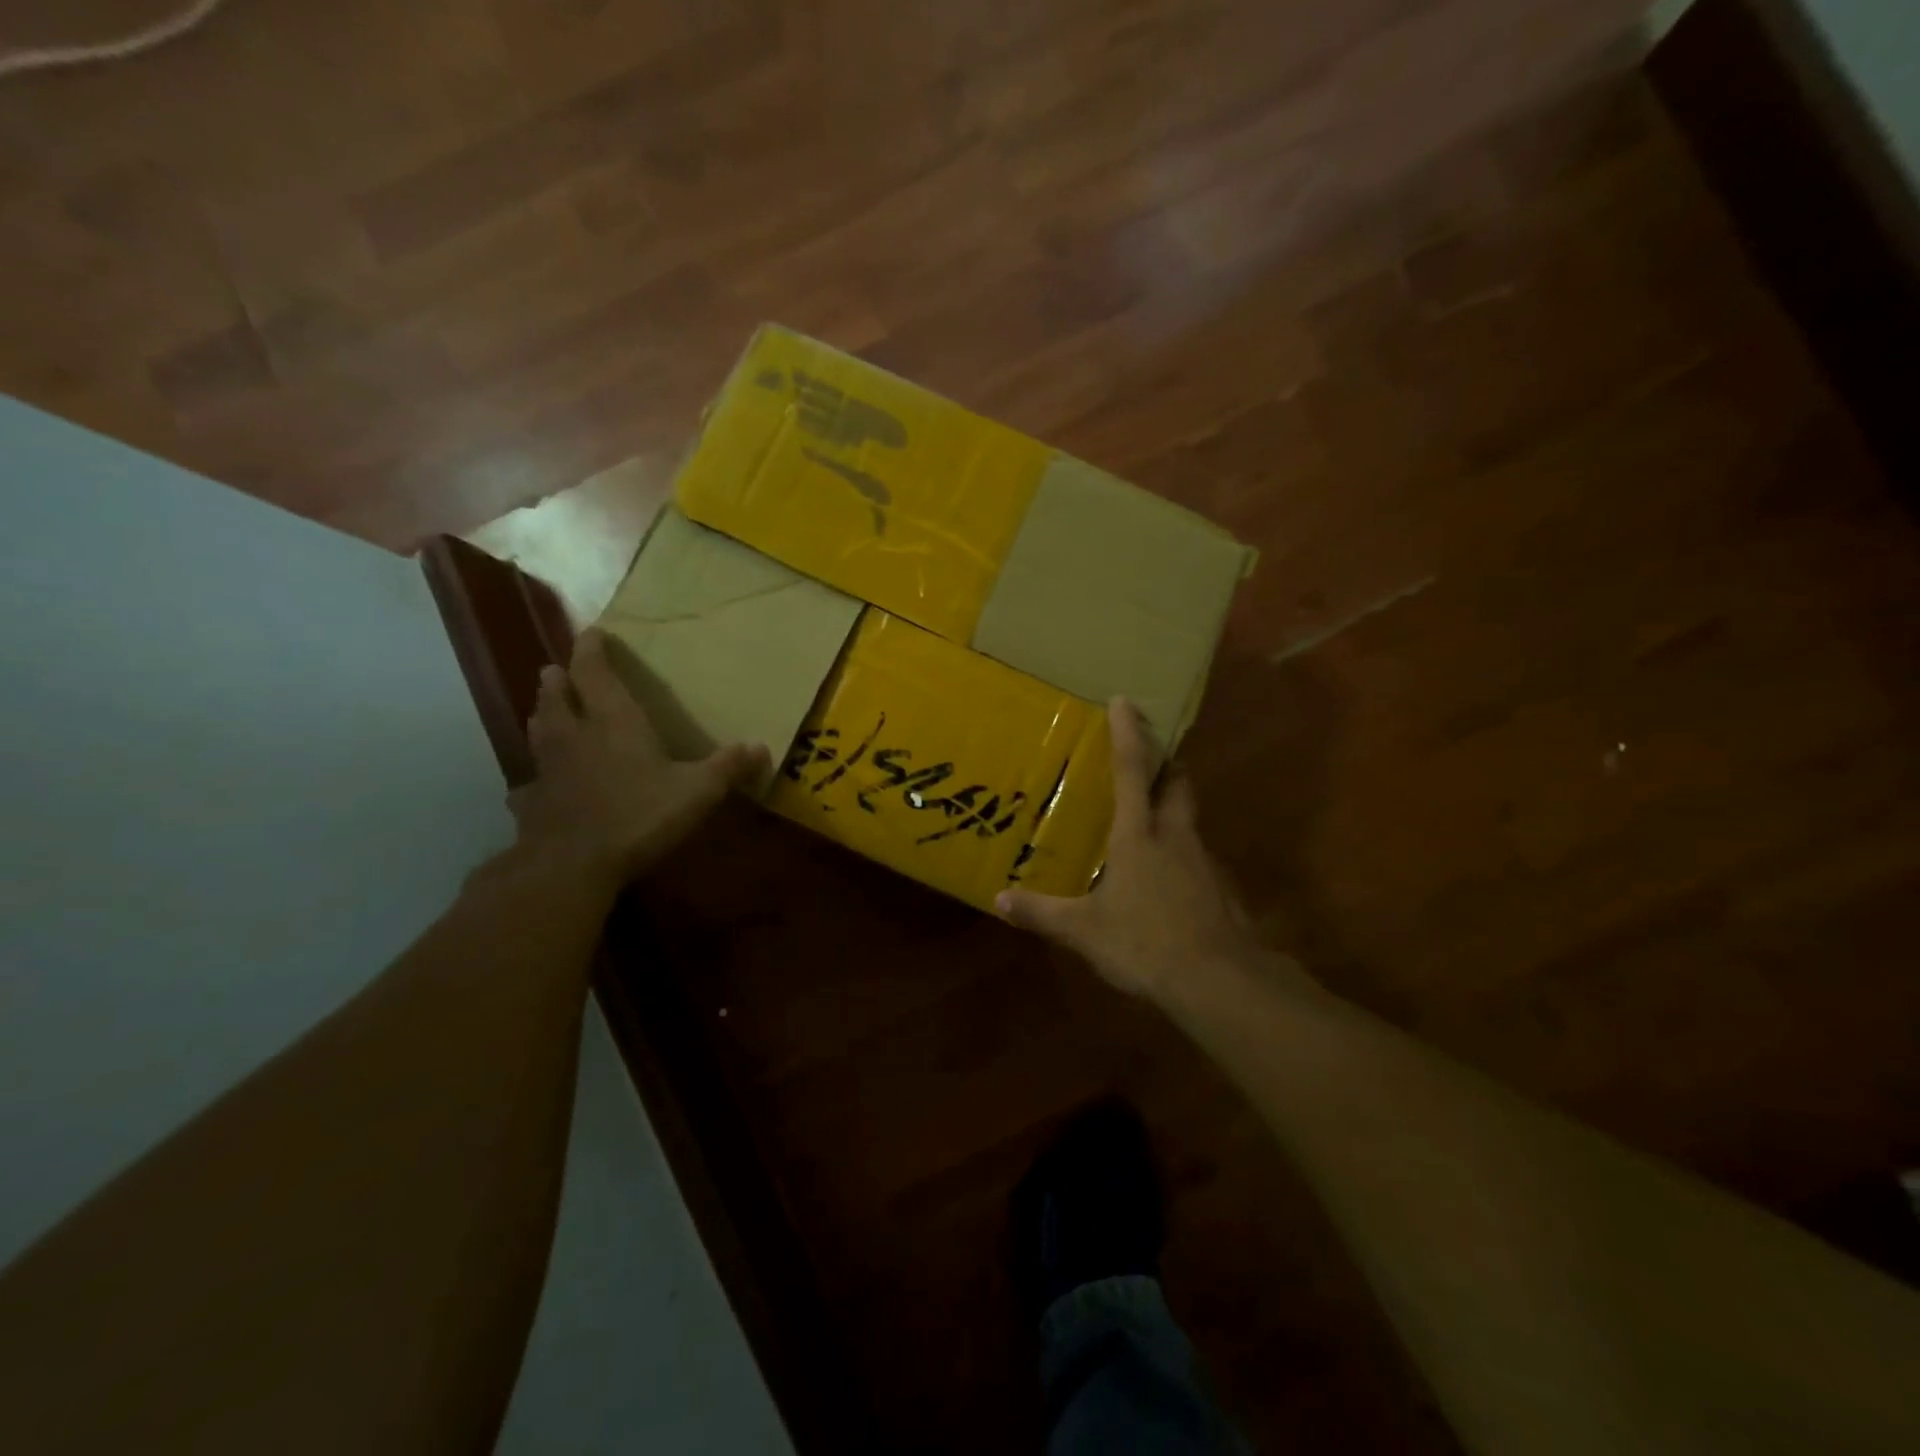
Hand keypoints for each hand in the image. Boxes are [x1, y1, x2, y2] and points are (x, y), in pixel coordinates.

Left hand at [510, 629, 769, 885]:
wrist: (574, 864)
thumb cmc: (640, 815)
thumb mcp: (697, 791)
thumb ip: (727, 767)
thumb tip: (761, 746)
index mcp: (613, 721)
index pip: (594, 672)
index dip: (591, 649)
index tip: (590, 632)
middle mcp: (574, 734)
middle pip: (556, 696)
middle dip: (558, 679)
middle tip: (556, 670)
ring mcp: (548, 768)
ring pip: (539, 730)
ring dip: (542, 716)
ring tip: (544, 711)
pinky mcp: (534, 802)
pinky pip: (529, 783)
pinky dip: (533, 778)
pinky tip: (534, 786)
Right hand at [996, 699, 1270, 1000]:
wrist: (1219, 981)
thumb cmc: (1145, 941)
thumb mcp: (1084, 930)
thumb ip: (1041, 913)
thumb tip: (999, 899)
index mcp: (1139, 835)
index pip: (1133, 771)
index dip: (1128, 734)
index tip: (1124, 701)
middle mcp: (1175, 837)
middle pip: (1177, 783)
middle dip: (1165, 763)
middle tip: (1151, 757)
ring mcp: (1203, 862)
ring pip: (1190, 819)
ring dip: (1174, 807)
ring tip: (1150, 821)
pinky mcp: (1220, 889)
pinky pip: (1198, 857)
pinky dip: (1182, 853)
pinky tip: (1168, 877)